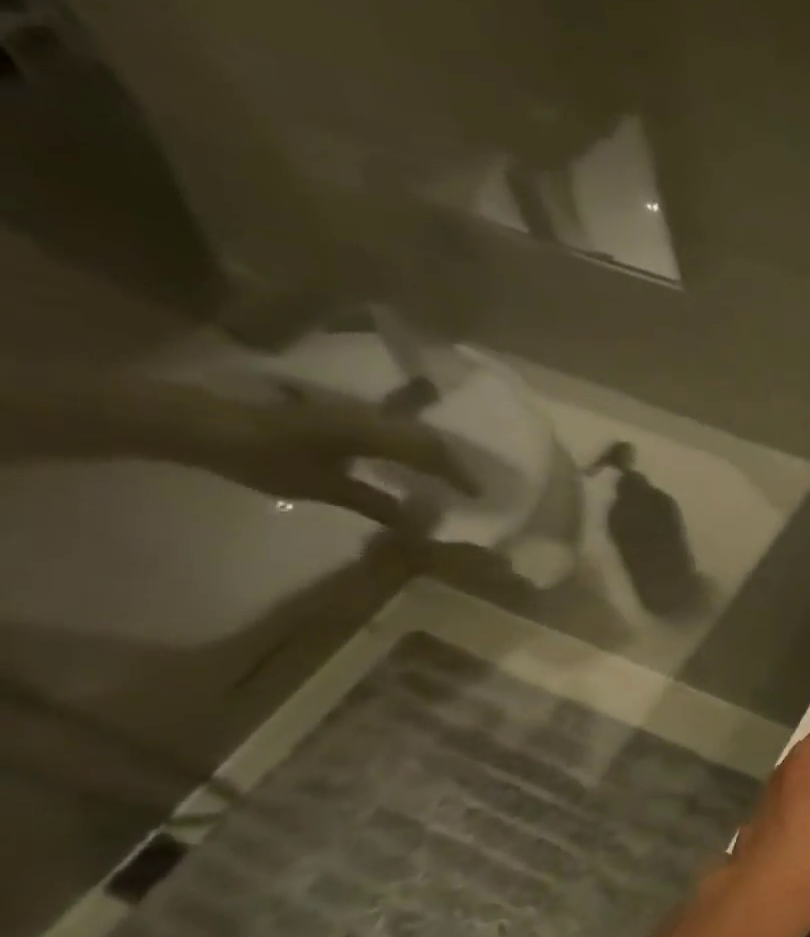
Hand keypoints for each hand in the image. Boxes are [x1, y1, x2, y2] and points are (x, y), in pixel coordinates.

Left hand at [184, 394, 479, 527]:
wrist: (204, 424)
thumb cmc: (263, 457)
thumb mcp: (320, 486)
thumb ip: (374, 501)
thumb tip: (418, 523)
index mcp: (372, 432)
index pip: (430, 451)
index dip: (458, 474)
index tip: (478, 496)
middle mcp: (372, 417)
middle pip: (428, 439)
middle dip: (453, 463)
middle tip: (471, 488)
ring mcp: (357, 413)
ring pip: (412, 433)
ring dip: (434, 455)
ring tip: (448, 477)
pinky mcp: (343, 416)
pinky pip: (393, 432)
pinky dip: (411, 450)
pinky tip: (411, 466)